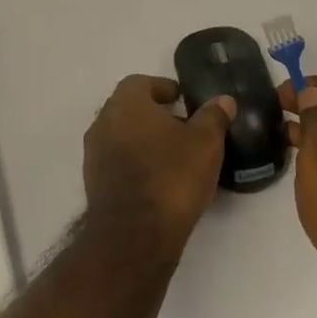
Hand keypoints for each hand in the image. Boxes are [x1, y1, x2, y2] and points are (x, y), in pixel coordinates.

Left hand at [83, 75, 235, 250]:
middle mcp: (103, 122)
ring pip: (122, 135)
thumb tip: (222, 100)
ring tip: (174, 155)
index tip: (183, 101)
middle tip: (183, 127)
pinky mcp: (94, 182)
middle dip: (154, 114)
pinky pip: (116, 161)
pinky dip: (135, 162)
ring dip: (144, 139)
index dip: (164, 88)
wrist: (134, 235)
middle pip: (129, 108)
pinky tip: (158, 179)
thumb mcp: (205, 143)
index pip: (141, 82)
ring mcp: (94, 154)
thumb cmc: (172, 177)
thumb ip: (213, 116)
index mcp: (126, 103)